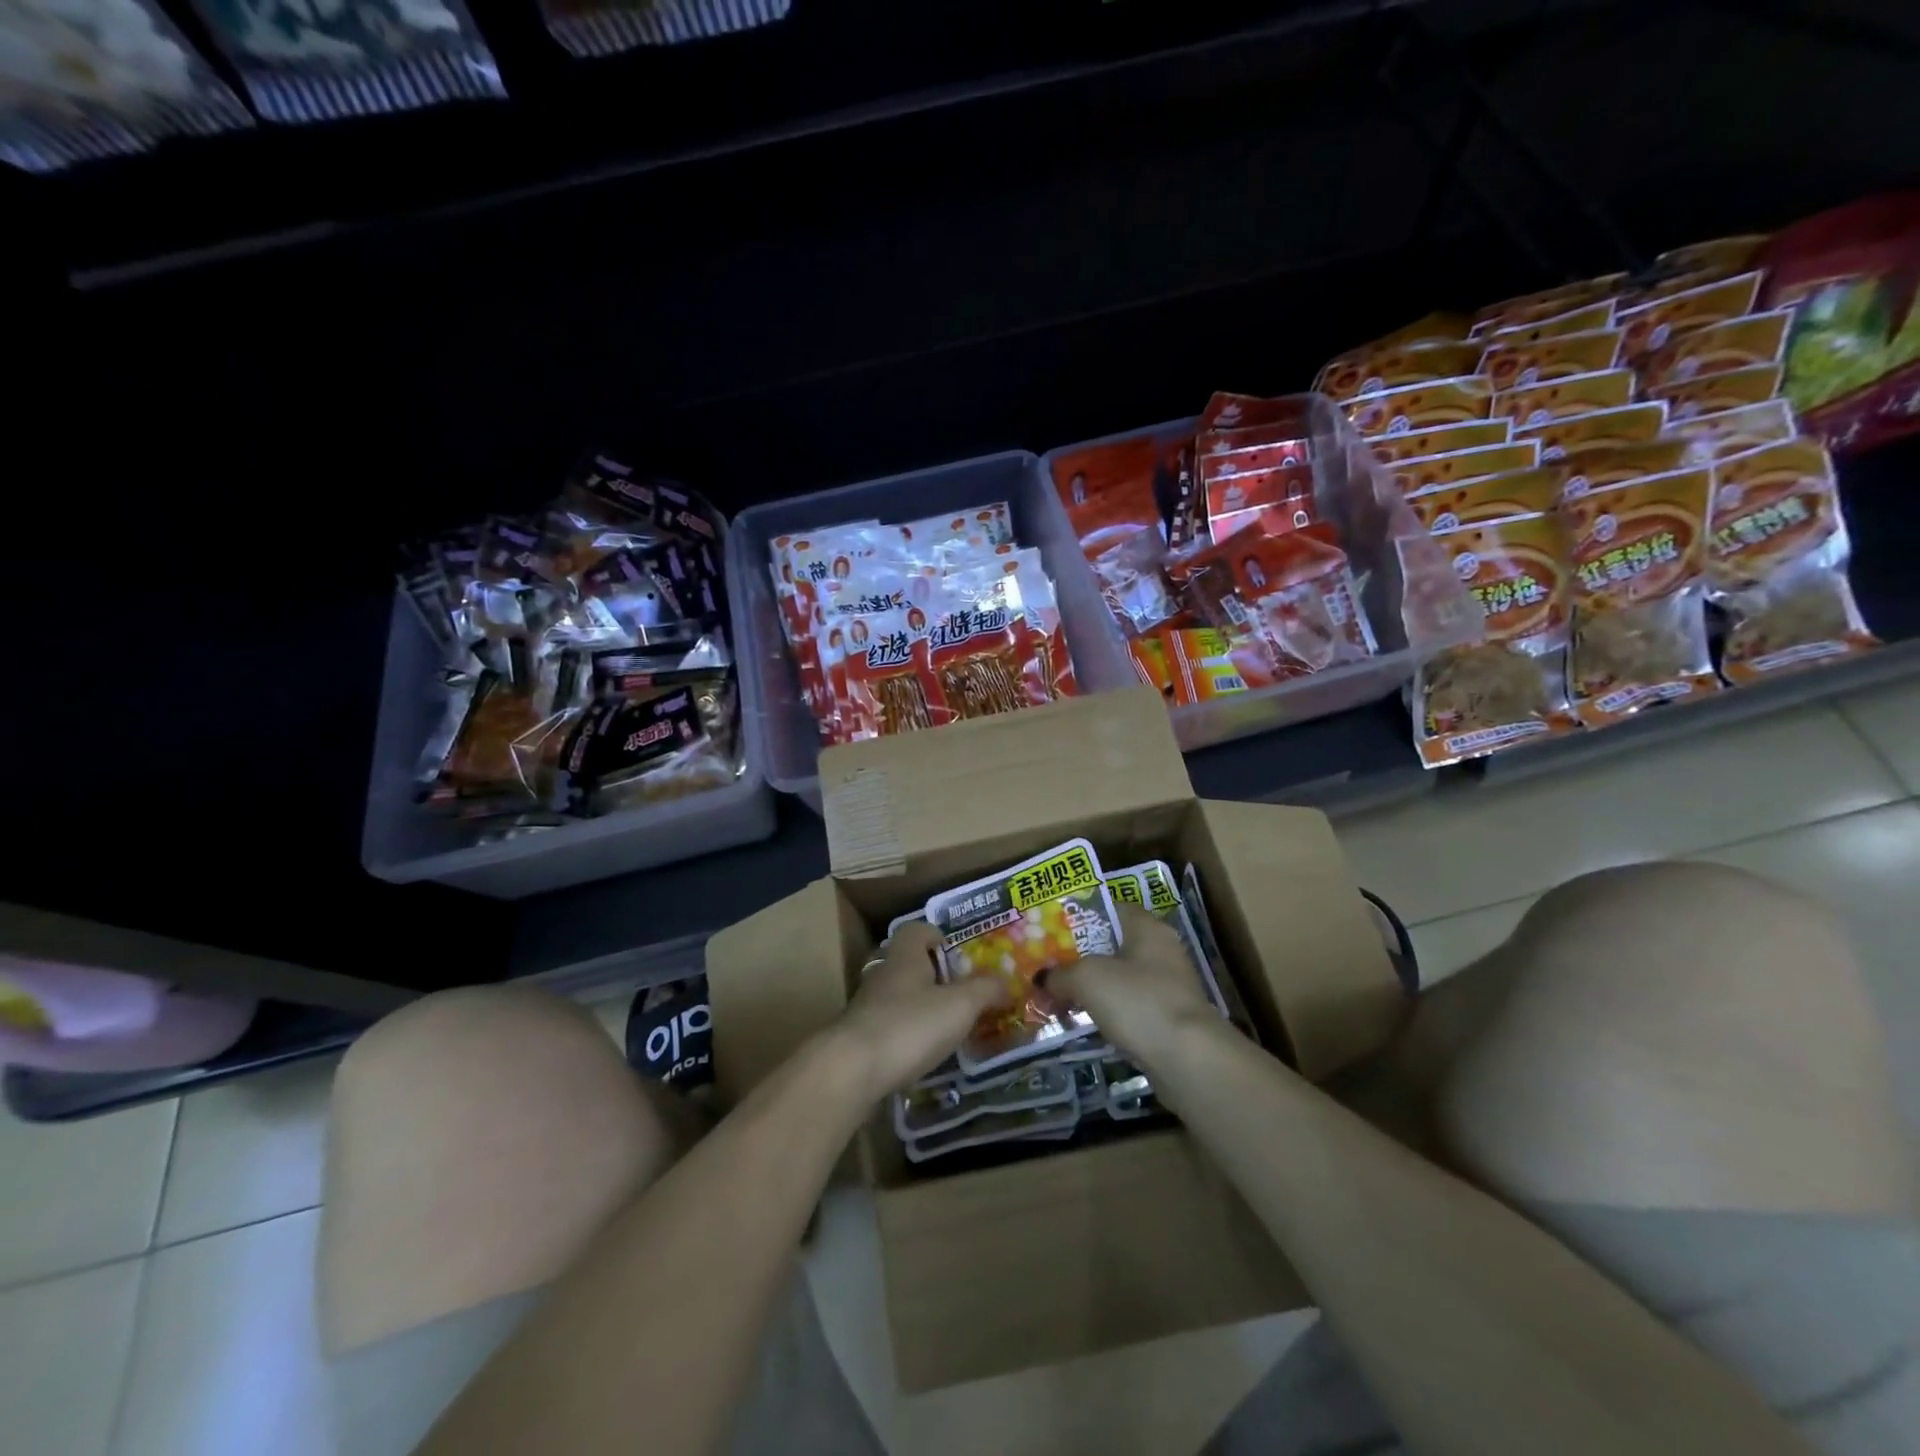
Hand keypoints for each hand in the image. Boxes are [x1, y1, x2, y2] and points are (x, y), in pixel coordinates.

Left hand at [832, 920, 1008, 1100]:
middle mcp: (883, 974)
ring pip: (897, 996)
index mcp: (905, 956)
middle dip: (932, 975)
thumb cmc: (910, 1025)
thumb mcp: (960, 1005)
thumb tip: (1006, 981)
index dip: (936, 935)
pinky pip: (888, 1026)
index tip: (955, 952)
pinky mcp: (859, 1038)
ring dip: (919, 1006)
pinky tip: (921, 1054)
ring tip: (946, 1027)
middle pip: (907, 963)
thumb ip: (985, 990)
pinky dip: (906, 1034)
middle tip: (960, 993)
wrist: (852, 1070)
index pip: (917, 930)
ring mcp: (867, 1007)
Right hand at [1046, 904, 1217, 1065]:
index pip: (1111, 909)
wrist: (1187, 1058)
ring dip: (1093, 988)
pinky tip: (1084, 1023)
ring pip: (1120, 979)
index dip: (1081, 916)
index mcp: (1148, 927)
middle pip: (1113, 946)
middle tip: (1049, 965)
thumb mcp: (1087, 979)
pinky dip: (1108, 1013)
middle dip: (1081, 956)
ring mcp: (1169, 987)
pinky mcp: (1169, 1019)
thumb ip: (1060, 974)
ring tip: (1059, 996)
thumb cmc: (1137, 1001)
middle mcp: (1162, 951)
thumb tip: (1043, 978)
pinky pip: (1129, 1007)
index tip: (1053, 929)